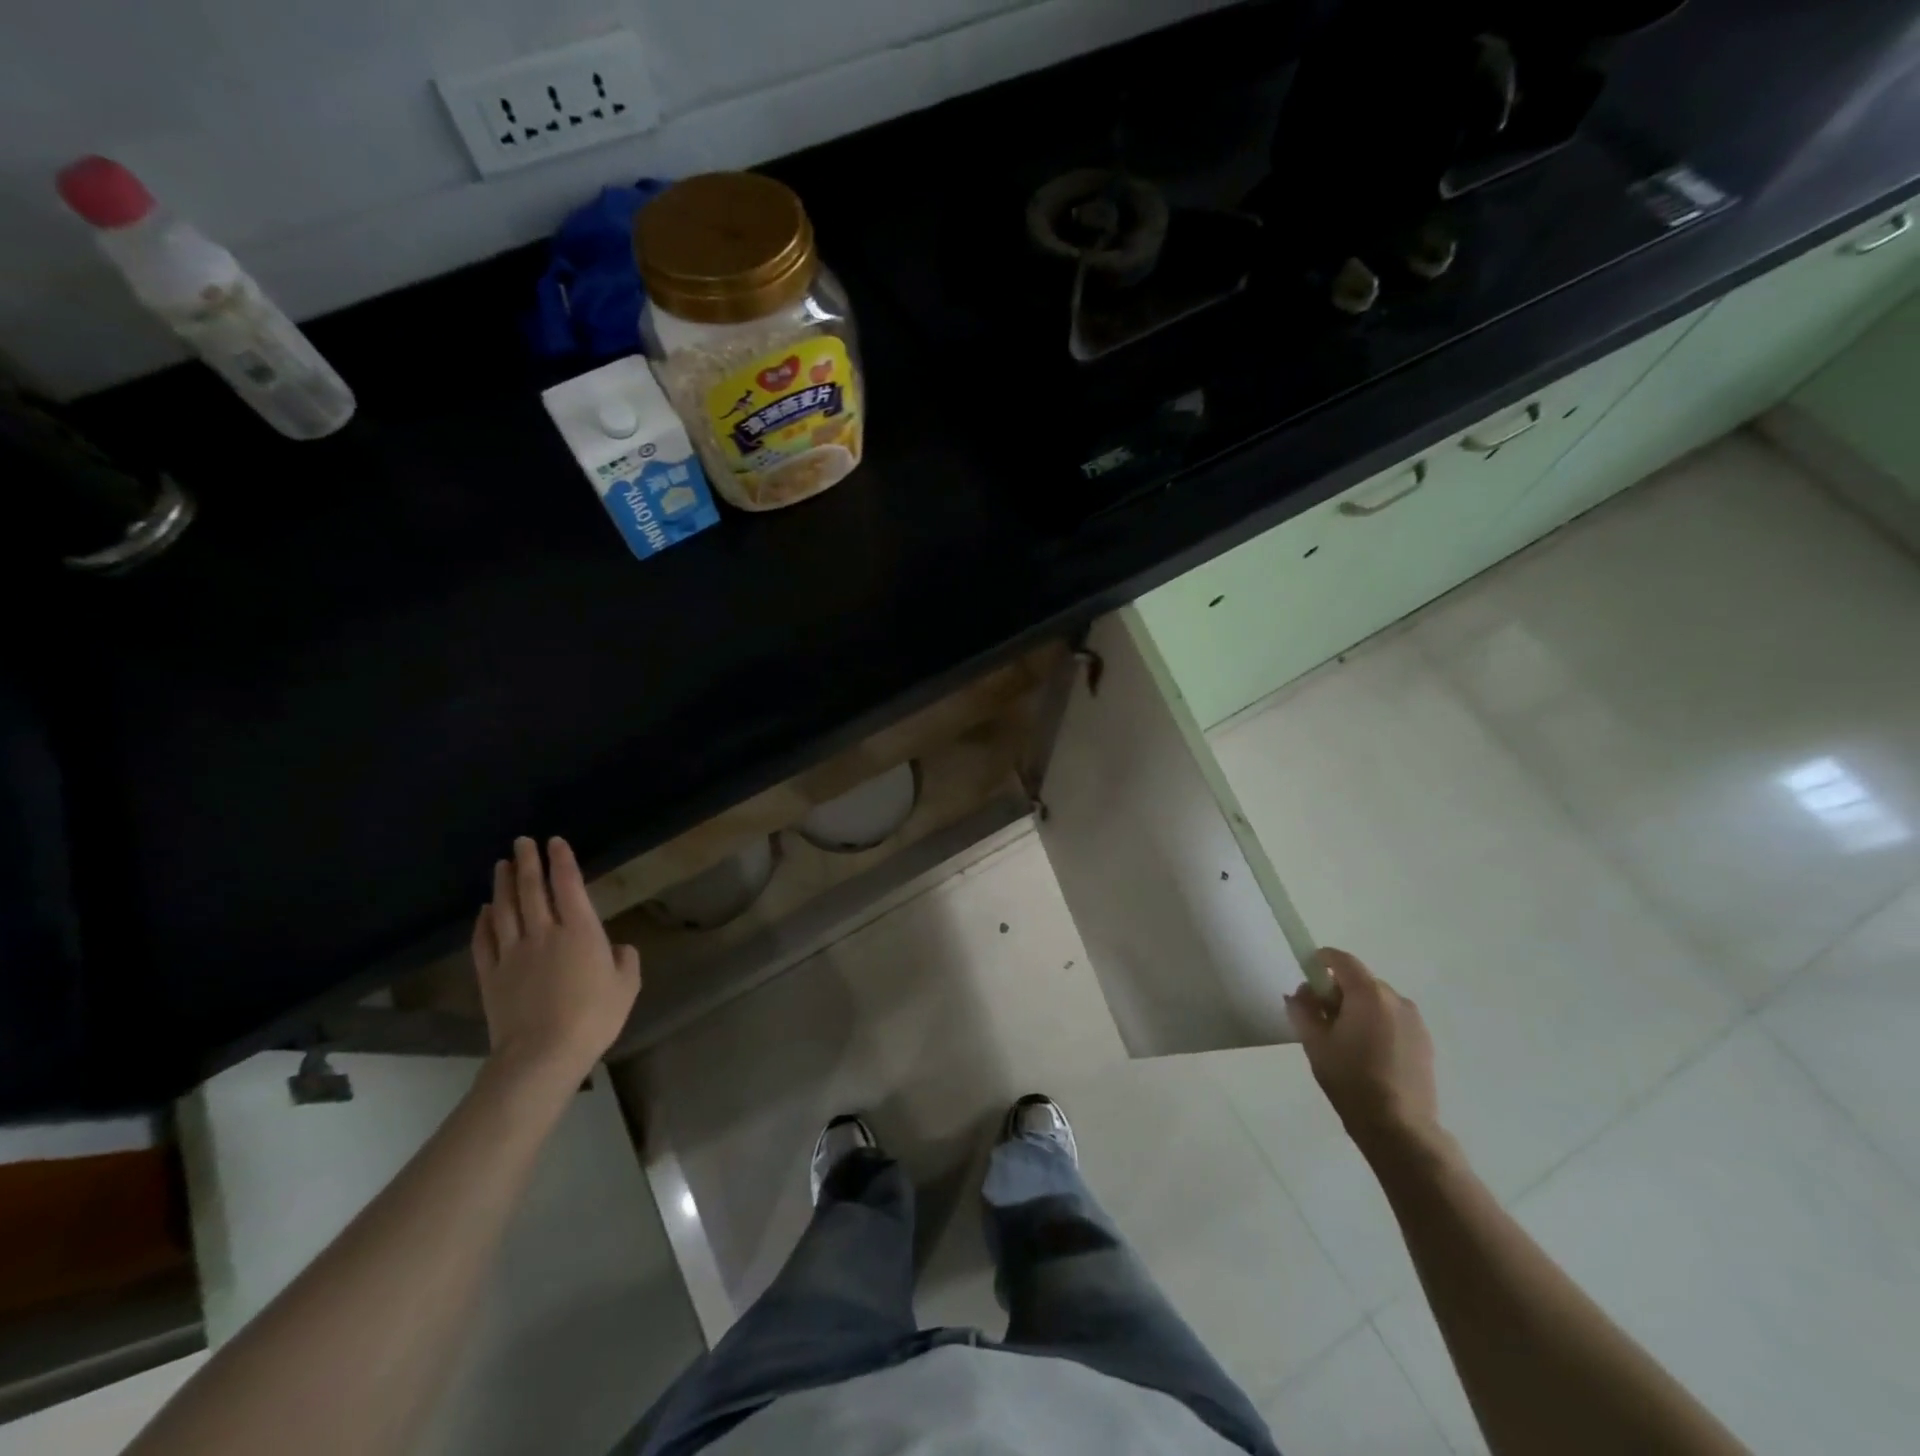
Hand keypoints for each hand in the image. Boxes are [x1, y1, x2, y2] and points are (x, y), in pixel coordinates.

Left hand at [471, 836, 640, 1086]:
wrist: (542, 1054)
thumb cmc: (593, 1017)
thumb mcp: (626, 987)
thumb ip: (625, 961)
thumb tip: (618, 949)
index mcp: (580, 931)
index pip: (568, 885)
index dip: (561, 861)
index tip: (555, 842)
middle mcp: (544, 933)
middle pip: (531, 889)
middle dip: (527, 862)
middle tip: (522, 842)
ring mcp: (513, 953)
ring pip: (504, 909)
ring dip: (502, 884)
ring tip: (501, 865)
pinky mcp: (491, 975)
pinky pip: (484, 941)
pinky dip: (483, 922)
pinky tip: (484, 911)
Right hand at [1286, 947, 1439, 1157]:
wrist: (1400, 1129)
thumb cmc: (1351, 1080)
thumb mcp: (1314, 1043)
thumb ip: (1303, 1009)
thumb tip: (1301, 993)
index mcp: (1369, 994)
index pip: (1341, 960)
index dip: (1320, 961)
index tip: (1306, 977)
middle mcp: (1396, 1000)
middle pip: (1359, 980)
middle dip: (1337, 991)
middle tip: (1320, 1017)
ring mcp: (1415, 1021)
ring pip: (1377, 1001)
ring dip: (1358, 1009)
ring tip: (1345, 1040)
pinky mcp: (1425, 1042)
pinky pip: (1392, 1020)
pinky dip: (1376, 1024)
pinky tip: (1367, 1054)